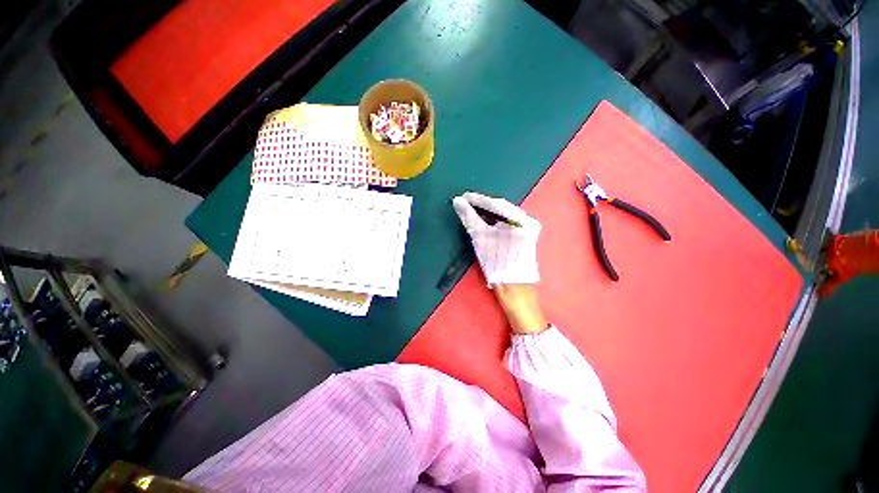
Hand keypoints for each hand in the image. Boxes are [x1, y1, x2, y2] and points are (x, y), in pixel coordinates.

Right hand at [452, 192, 540, 285]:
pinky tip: (483, 218)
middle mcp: (528, 220)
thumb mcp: (480, 237)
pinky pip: (508, 222)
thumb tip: (457, 201)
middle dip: (482, 205)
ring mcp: (528, 227)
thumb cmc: (497, 262)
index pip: (497, 204)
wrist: (513, 286)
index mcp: (522, 220)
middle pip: (501, 208)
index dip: (478, 200)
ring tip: (471, 209)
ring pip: (504, 214)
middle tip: (466, 202)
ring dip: (487, 212)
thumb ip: (469, 217)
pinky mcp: (525, 234)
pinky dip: (494, 220)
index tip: (463, 196)